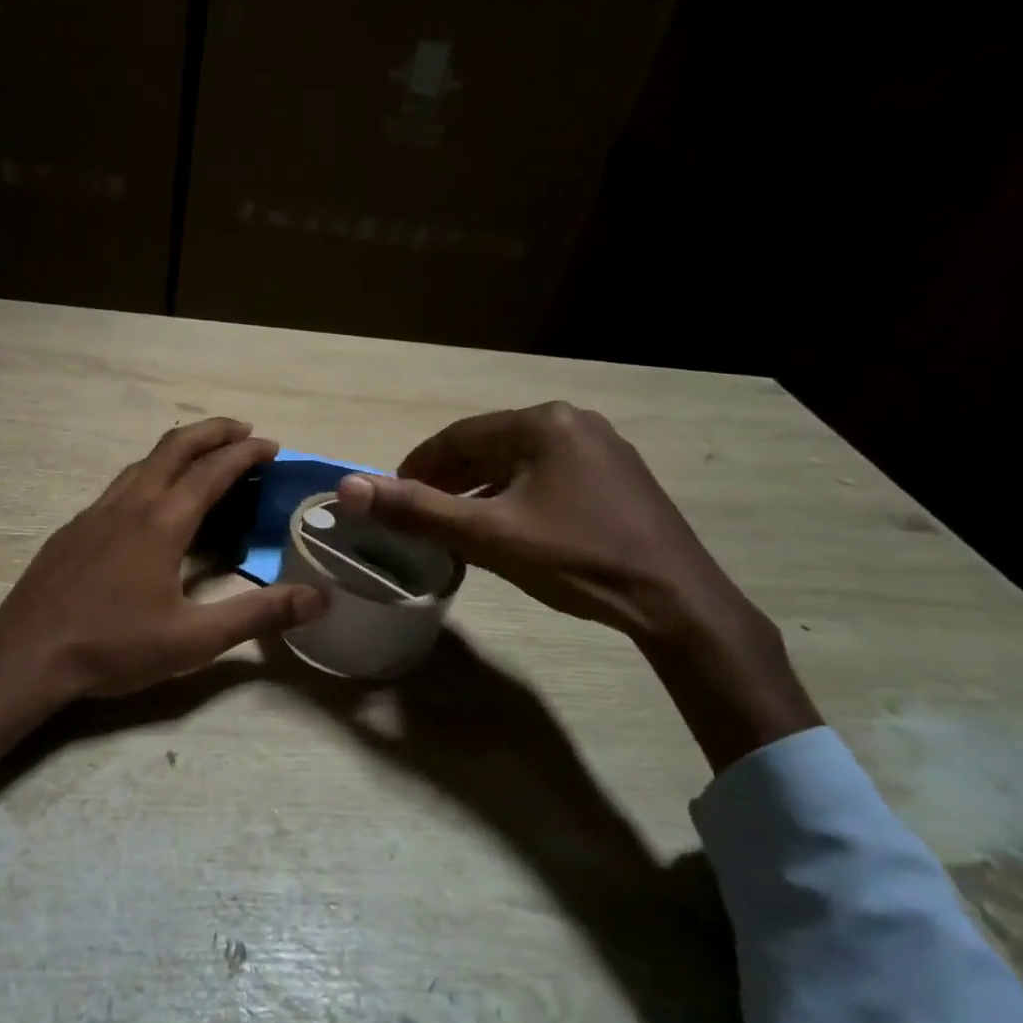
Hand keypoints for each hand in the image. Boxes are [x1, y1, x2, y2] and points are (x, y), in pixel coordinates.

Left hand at [0, 418, 326, 786]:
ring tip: (203, 460)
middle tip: (244, 431)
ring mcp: (96, 511)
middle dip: (213, 431)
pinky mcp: (75, 528)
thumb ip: (258, 615)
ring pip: (143, 462)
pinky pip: (121, 485)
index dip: (246, 453)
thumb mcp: (194, 639)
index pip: (214, 470)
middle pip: (175, 446)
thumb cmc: (114, 646)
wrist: (27, 656)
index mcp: (163, 521)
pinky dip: (150, 475)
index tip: (272, 445)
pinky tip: (150, 505)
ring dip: (179, 450)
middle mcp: (130, 503)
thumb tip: (319, 598)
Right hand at [336, 402, 819, 771]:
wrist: (675, 600)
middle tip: (416, 512)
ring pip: (518, 462)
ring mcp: (600, 448)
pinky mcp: (616, 476)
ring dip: (478, 488)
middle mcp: (572, 421)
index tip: (390, 495)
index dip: (416, 466)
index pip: (457, 437)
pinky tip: (503, 525)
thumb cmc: (575, 559)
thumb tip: (347, 487)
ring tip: (451, 522)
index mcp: (541, 423)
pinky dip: (513, 495)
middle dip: (447, 479)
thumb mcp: (487, 536)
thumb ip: (416, 510)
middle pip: (488, 446)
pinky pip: (546, 475)